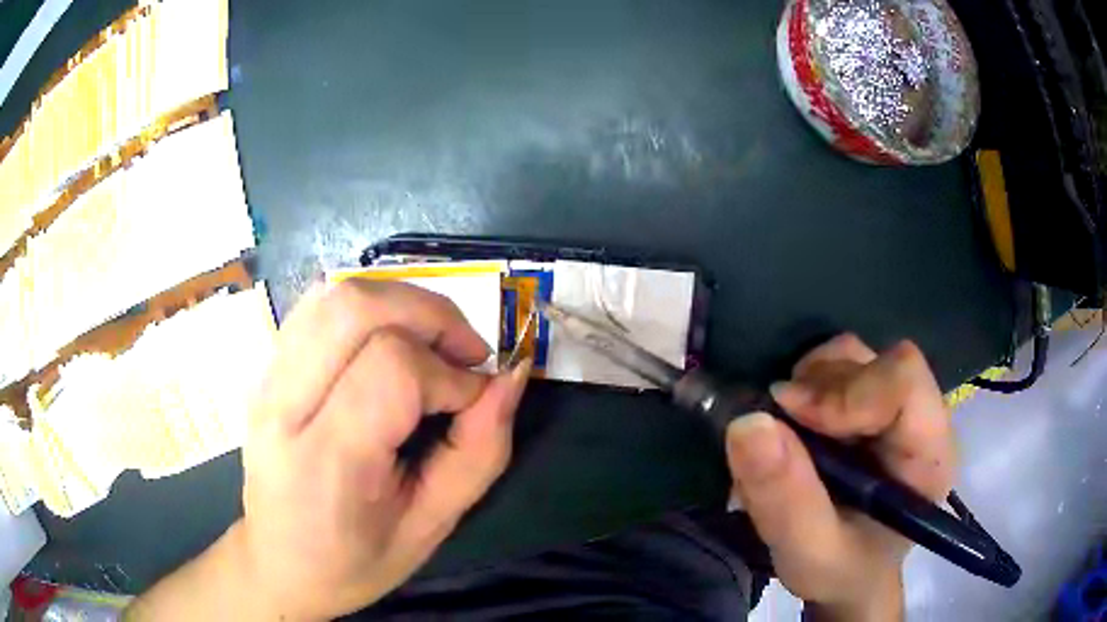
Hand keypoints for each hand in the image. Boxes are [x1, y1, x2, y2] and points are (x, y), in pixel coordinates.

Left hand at [130, 280, 530, 620]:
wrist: (279, 563)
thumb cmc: (356, 562)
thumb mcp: (431, 526)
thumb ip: (478, 453)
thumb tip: (511, 378)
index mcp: (327, 460)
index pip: (392, 369)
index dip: (450, 375)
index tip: (475, 401)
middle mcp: (285, 405)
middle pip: (355, 308)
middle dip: (429, 314)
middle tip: (463, 352)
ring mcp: (267, 379)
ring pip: (334, 295)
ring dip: (399, 303)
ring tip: (430, 344)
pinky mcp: (266, 369)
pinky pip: (316, 307)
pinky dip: (367, 308)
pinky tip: (387, 342)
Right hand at [725, 334, 954, 620]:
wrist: (848, 576)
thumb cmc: (841, 571)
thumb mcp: (809, 553)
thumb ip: (784, 499)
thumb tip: (747, 422)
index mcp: (928, 454)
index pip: (904, 381)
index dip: (847, 390)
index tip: (791, 418)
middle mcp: (921, 417)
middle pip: (875, 362)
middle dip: (819, 389)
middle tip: (779, 430)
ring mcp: (896, 405)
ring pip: (854, 356)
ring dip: (810, 384)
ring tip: (787, 432)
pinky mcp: (871, 403)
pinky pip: (837, 367)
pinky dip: (806, 386)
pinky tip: (795, 425)